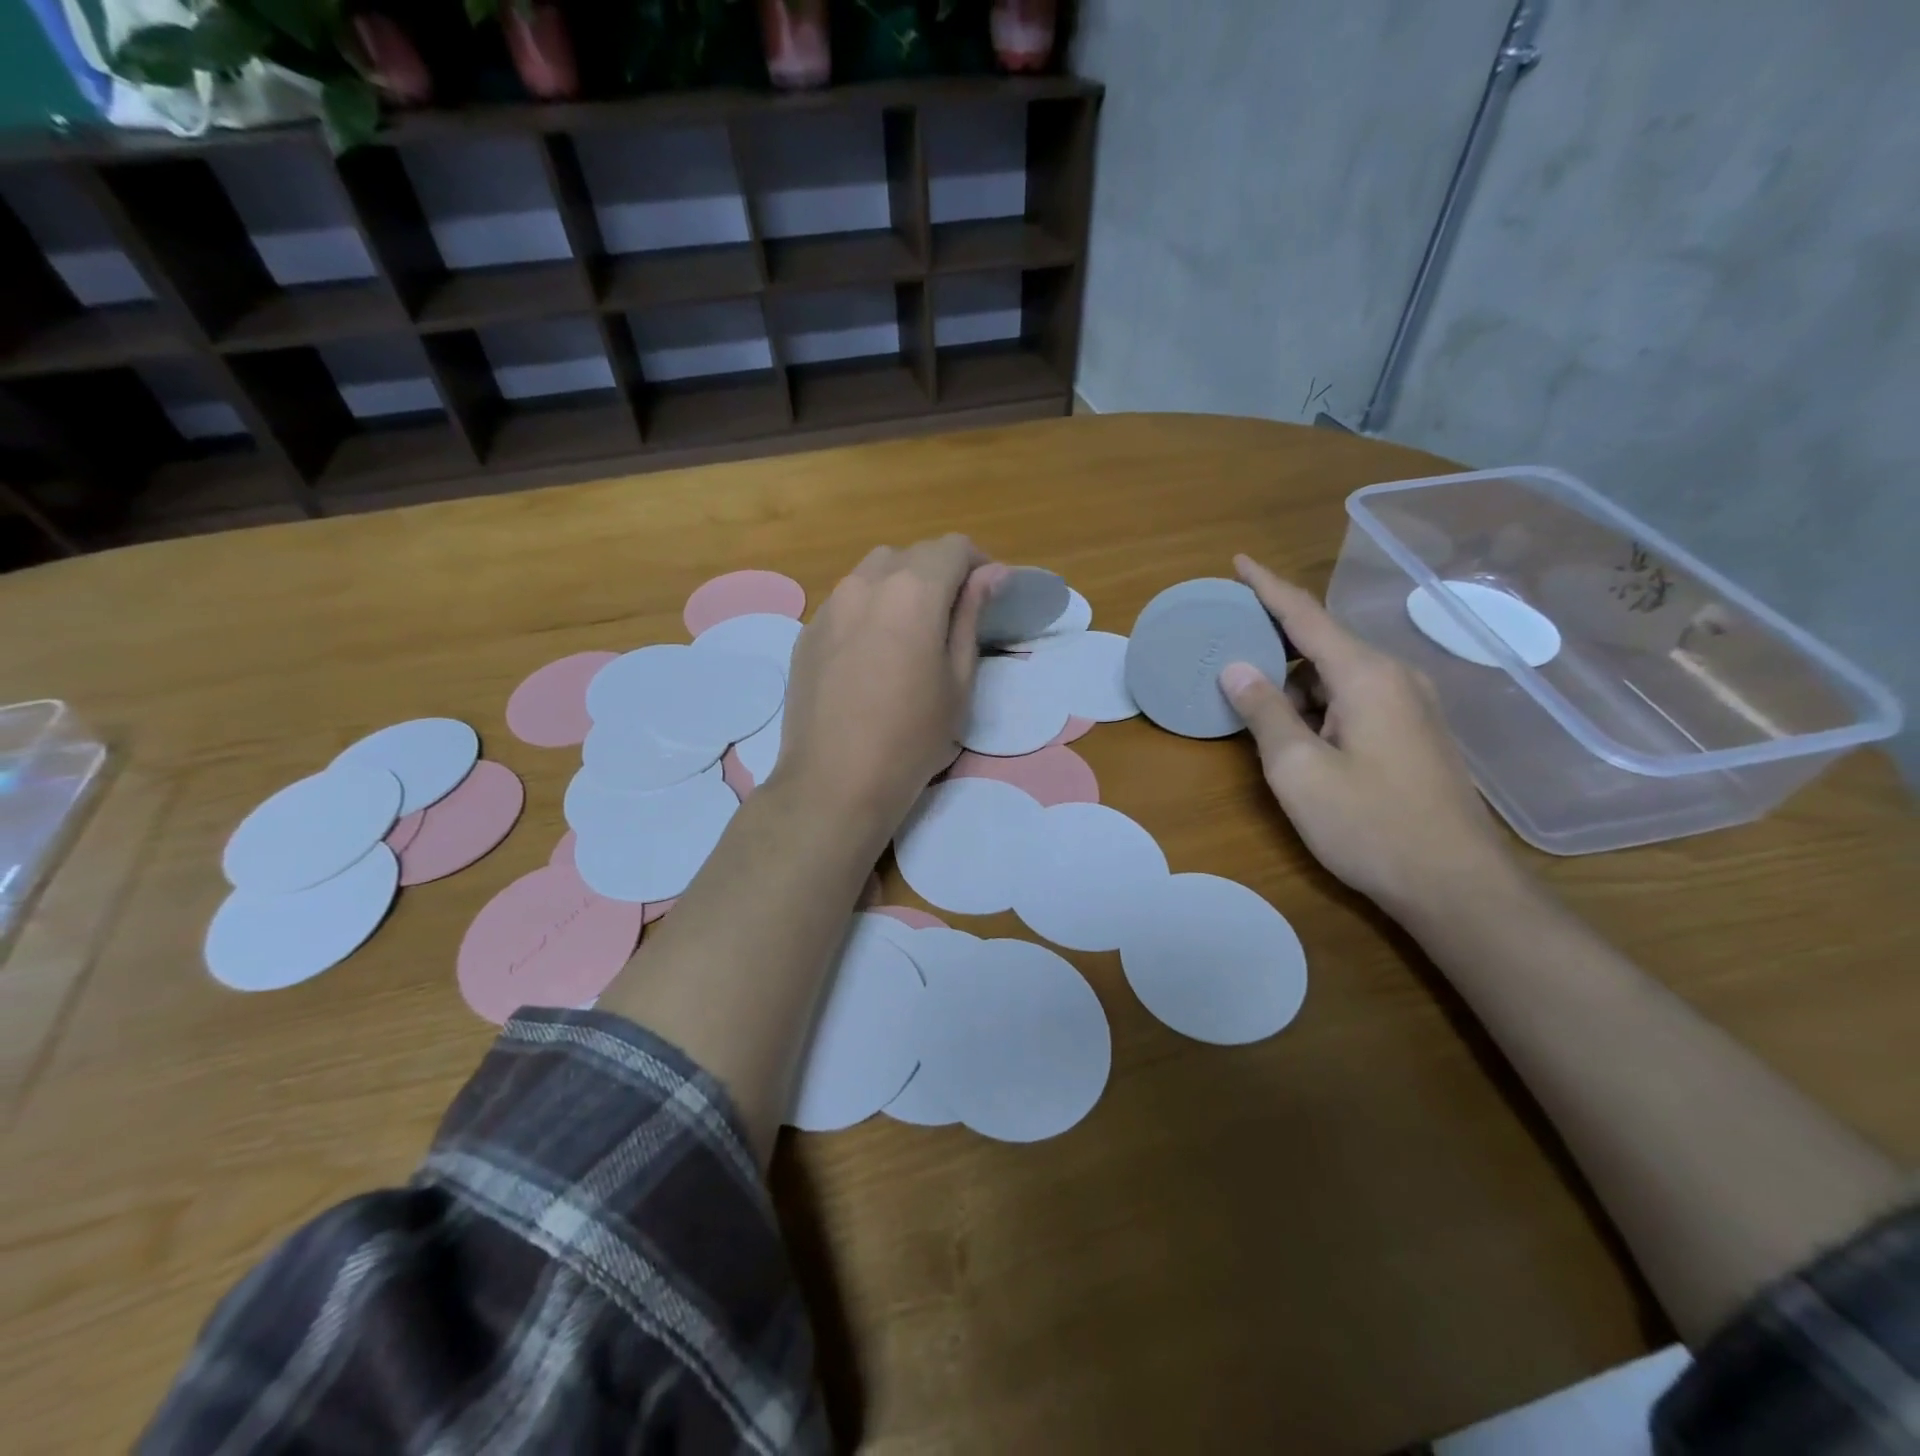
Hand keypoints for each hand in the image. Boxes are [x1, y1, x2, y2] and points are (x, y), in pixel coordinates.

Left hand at [772, 535, 993, 838]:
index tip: (988, 595)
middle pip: (911, 555)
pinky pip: (846, 602)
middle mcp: (865, 583)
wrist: (834, 782)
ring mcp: (829, 606)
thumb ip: (971, 616)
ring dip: (901, 586)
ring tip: (911, 631)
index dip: (978, 564)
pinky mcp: (807, 632)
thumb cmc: (912, 738)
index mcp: (912, 591)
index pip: (953, 548)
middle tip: (954, 618)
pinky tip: (873, 653)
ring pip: (873, 572)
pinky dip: (869, 609)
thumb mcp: (958, 680)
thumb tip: (991, 573)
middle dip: (939, 573)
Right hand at [1218, 555, 1520, 920]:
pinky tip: (1295, 731)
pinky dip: (1318, 703)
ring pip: (1338, 675)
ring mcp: (1411, 707)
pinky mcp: (1414, 734)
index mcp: (1366, 675)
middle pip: (1323, 642)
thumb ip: (1264, 712)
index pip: (1306, 615)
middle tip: (1228, 640)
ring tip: (1251, 697)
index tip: (1237, 562)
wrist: (1455, 884)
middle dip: (1275, 638)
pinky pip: (1355, 699)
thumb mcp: (1299, 770)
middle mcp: (1395, 678)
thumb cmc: (1369, 824)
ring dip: (1294, 681)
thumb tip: (1236, 668)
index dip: (1267, 587)